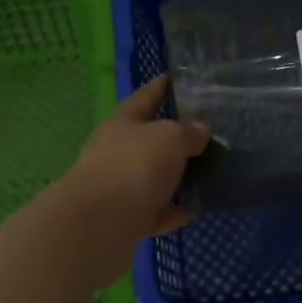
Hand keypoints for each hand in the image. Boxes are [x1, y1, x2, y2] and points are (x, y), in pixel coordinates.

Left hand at [57, 75, 210, 240]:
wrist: (98, 225)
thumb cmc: (133, 167)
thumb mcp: (169, 139)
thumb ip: (188, 132)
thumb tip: (200, 130)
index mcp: (123, 123)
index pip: (144, 97)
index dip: (160, 86)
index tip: (174, 77)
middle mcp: (115, 151)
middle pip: (146, 138)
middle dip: (170, 135)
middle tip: (202, 132)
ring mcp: (117, 187)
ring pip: (150, 176)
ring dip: (172, 176)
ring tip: (203, 173)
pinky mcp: (123, 220)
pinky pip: (153, 211)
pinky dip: (170, 211)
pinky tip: (192, 211)